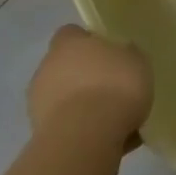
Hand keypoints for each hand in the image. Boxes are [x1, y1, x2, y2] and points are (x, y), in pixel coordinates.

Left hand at [26, 26, 152, 149]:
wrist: (85, 141)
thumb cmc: (114, 87)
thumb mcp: (136, 60)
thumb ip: (126, 55)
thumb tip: (122, 55)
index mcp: (67, 45)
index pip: (71, 34)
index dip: (89, 42)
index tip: (108, 53)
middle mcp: (47, 70)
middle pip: (65, 68)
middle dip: (84, 77)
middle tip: (112, 87)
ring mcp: (38, 106)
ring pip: (64, 100)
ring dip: (82, 107)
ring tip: (113, 120)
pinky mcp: (40, 138)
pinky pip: (67, 128)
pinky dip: (82, 132)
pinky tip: (108, 141)